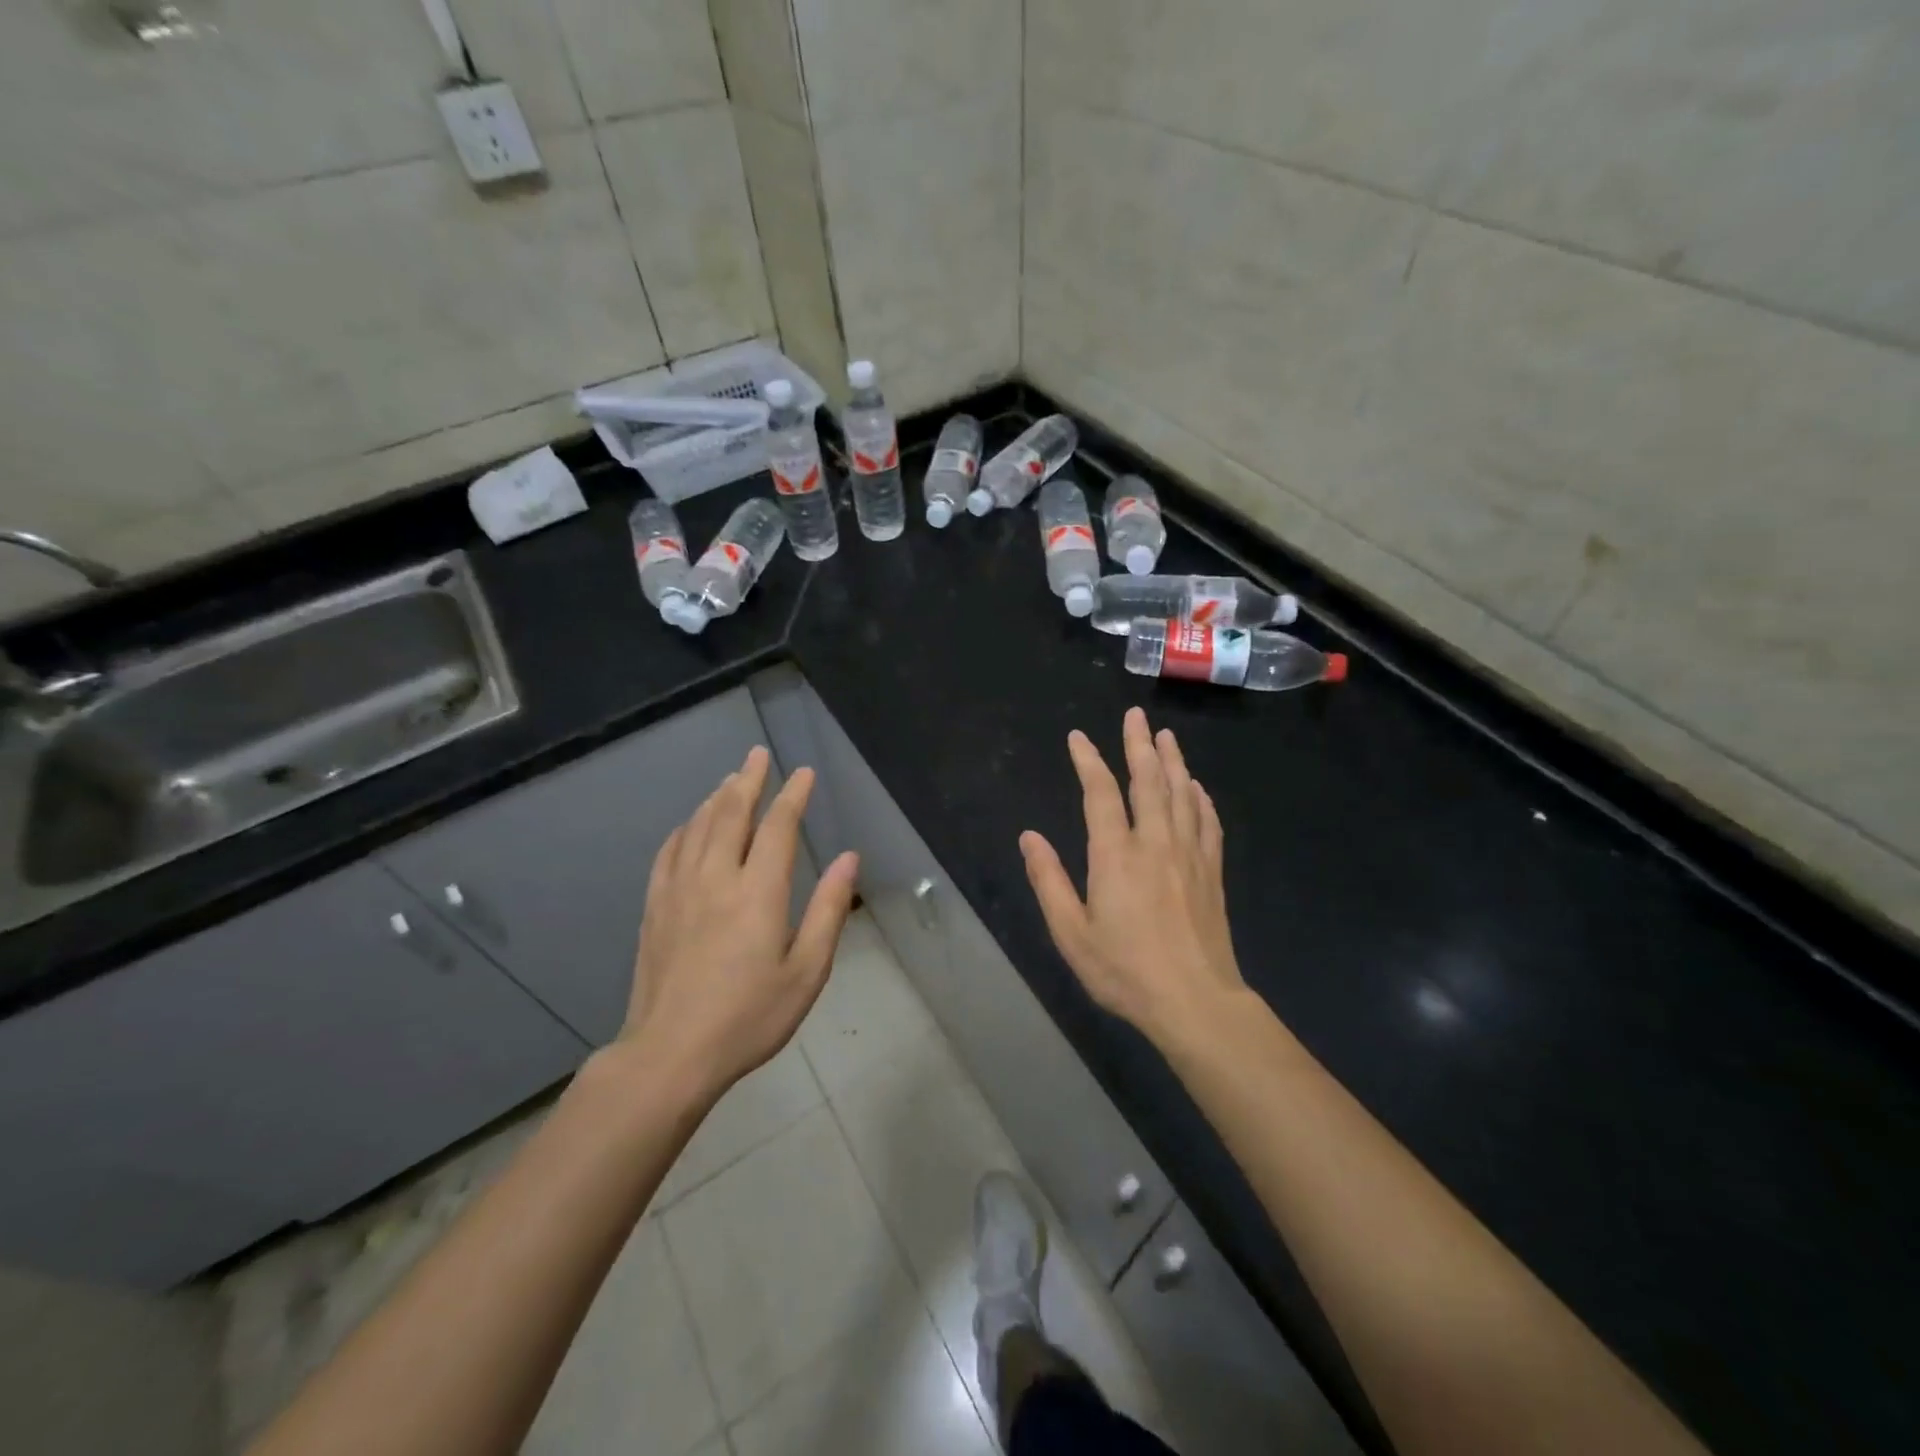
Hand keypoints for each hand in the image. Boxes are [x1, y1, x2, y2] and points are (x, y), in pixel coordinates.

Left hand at [619, 745, 858, 1105]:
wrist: (671, 1054)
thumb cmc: (749, 1017)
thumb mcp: (806, 971)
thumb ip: (828, 910)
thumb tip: (849, 859)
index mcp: (758, 892)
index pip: (778, 827)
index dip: (793, 796)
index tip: (804, 773)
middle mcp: (716, 878)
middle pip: (731, 813)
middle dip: (749, 780)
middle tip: (758, 754)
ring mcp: (679, 891)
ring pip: (698, 827)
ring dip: (717, 798)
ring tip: (730, 779)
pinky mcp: (655, 908)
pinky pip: (669, 853)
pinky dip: (683, 829)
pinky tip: (689, 825)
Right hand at [1020, 708, 1244, 1047]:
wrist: (1196, 1002)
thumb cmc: (1125, 971)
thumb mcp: (1071, 933)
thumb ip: (1048, 881)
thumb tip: (1029, 836)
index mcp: (1116, 855)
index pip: (1100, 793)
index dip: (1089, 760)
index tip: (1078, 737)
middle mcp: (1155, 843)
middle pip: (1149, 781)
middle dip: (1139, 744)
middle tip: (1135, 715)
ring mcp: (1189, 856)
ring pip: (1182, 795)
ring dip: (1173, 761)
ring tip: (1166, 736)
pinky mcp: (1211, 873)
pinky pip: (1207, 823)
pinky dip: (1200, 799)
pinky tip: (1197, 788)